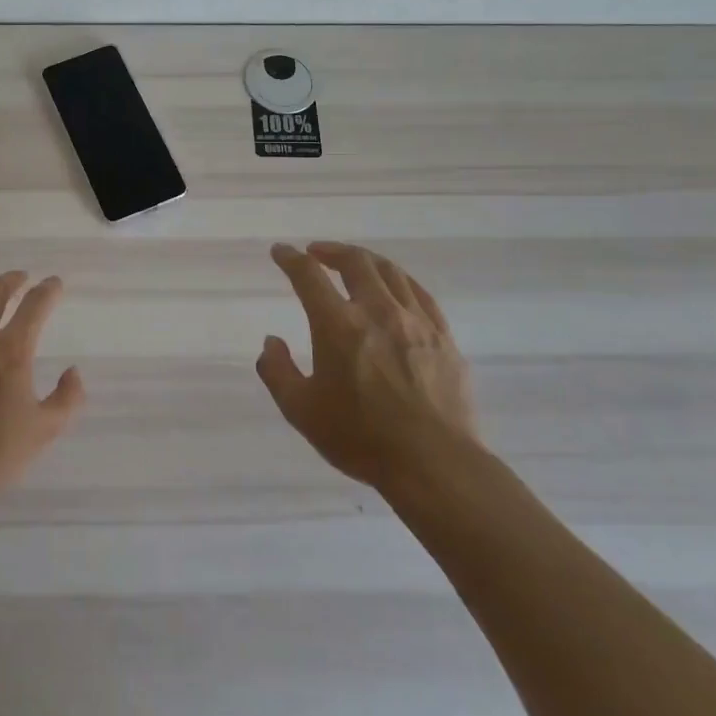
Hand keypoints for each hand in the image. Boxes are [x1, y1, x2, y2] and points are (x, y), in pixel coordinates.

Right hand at [258, 241, 480, 492]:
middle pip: (355, 262)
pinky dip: (400, 281)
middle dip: (331, 250)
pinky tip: (395, 288)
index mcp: (338, 325)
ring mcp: (416, 321)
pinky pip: (421, 294)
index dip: (290, 258)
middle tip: (316, 252)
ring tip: (354, 263)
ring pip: (390, 272)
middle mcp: (377, 311)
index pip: (308, 275)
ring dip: (365, 260)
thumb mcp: (301, 411)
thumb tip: (271, 343)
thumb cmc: (361, 438)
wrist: (434, 464)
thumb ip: (278, 372)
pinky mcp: (444, 337)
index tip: (280, 252)